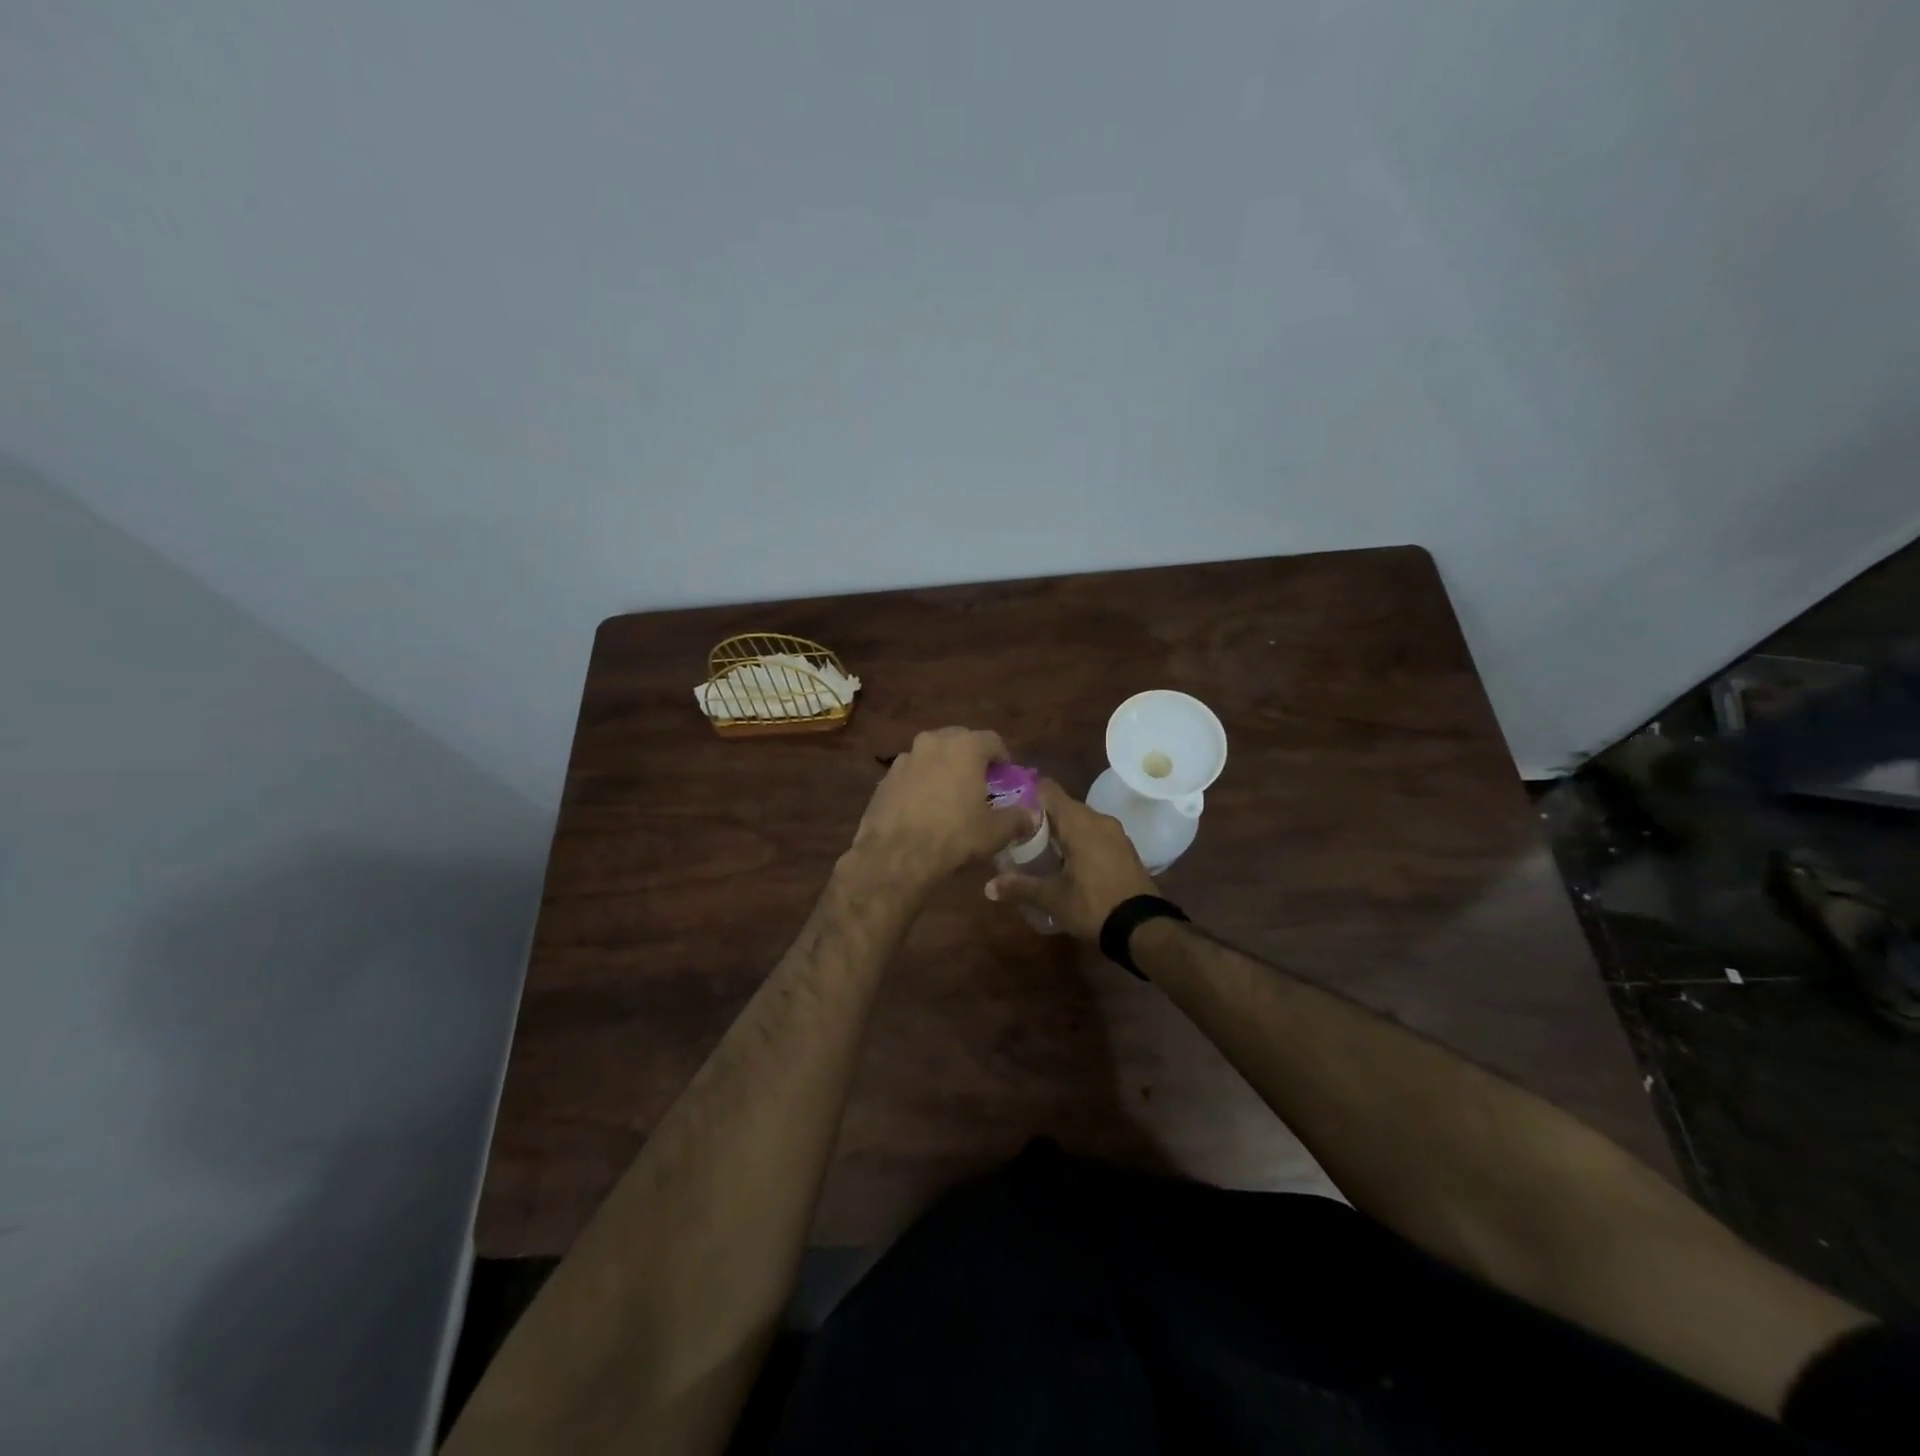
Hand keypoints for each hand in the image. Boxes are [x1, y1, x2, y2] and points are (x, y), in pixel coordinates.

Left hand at [849, 728, 1031, 890]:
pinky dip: (921, 783)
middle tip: (979, 784)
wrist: (895, 856)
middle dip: (972, 759)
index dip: (1003, 759)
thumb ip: (1018, 818)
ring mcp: (905, 758)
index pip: (993, 740)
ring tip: (950, 796)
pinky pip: (912, 773)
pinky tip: (924, 808)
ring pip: (932, 756)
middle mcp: (933, 742)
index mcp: (964, 746)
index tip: (1006, 778)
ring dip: (944, 768)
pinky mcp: (885, 778)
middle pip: (960, 741)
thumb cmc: (954, 836)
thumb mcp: (995, 832)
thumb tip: (1031, 816)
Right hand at [984, 780, 1157, 939]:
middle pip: (1062, 805)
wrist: (1143, 927)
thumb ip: (1020, 887)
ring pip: (1079, 819)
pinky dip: (1078, 839)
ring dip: (1060, 830)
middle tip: (1016, 833)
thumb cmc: (1094, 905)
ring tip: (1038, 848)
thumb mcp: (1053, 899)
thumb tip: (987, 887)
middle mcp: (1098, 819)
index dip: (1026, 793)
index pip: (1048, 789)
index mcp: (1079, 823)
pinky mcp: (1124, 847)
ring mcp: (1115, 832)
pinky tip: (1066, 860)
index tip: (1008, 806)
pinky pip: (1094, 833)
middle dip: (1040, 816)